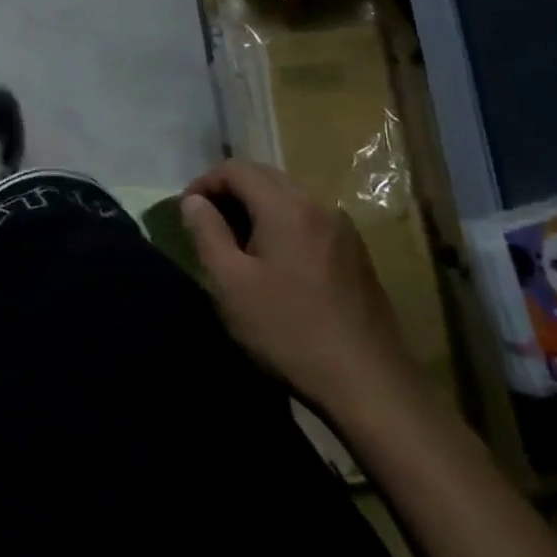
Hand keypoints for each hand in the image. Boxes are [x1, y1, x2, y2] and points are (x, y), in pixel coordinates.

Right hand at [181, 159, 416, 419]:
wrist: (370, 387)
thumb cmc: (288, 331)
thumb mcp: (229, 282)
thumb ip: (206, 231)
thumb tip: (194, 201)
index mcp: (287, 207)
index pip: (235, 169)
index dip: (203, 183)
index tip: (186, 212)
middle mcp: (319, 206)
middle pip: (264, 176)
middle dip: (229, 191)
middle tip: (206, 223)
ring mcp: (343, 230)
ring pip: (288, 197)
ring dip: (255, 207)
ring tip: (235, 243)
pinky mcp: (356, 255)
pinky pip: (308, 219)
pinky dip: (281, 223)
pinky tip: (273, 261)